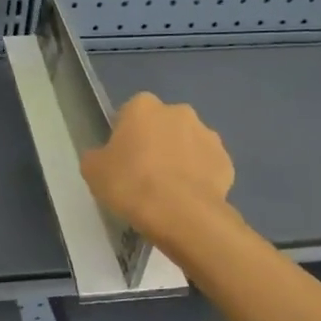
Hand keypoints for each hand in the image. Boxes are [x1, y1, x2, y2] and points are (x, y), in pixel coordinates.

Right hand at [80, 93, 234, 249]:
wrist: (181, 214)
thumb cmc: (131, 184)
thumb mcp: (93, 171)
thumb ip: (97, 156)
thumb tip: (104, 156)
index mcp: (143, 106)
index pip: (129, 113)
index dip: (125, 136)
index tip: (121, 159)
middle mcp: (179, 112)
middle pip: (162, 125)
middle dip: (156, 143)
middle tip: (144, 174)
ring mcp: (208, 135)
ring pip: (187, 144)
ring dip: (180, 158)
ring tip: (168, 191)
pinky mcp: (226, 161)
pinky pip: (206, 166)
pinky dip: (199, 177)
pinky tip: (188, 199)